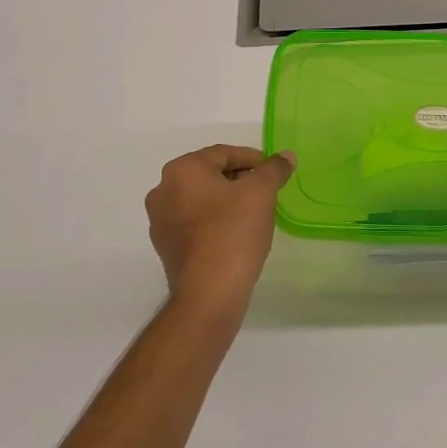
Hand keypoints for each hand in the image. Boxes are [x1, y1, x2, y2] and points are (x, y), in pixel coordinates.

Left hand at [145, 145, 295, 315]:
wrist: (209, 293)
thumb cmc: (233, 232)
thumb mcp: (261, 193)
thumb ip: (274, 169)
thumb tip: (286, 156)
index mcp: (181, 170)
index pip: (223, 154)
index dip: (253, 159)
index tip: (273, 172)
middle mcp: (163, 191)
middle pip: (209, 175)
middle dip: (239, 179)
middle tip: (266, 191)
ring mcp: (160, 221)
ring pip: (201, 199)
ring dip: (226, 200)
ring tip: (254, 213)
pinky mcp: (166, 247)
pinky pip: (194, 223)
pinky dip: (214, 221)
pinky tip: (236, 234)